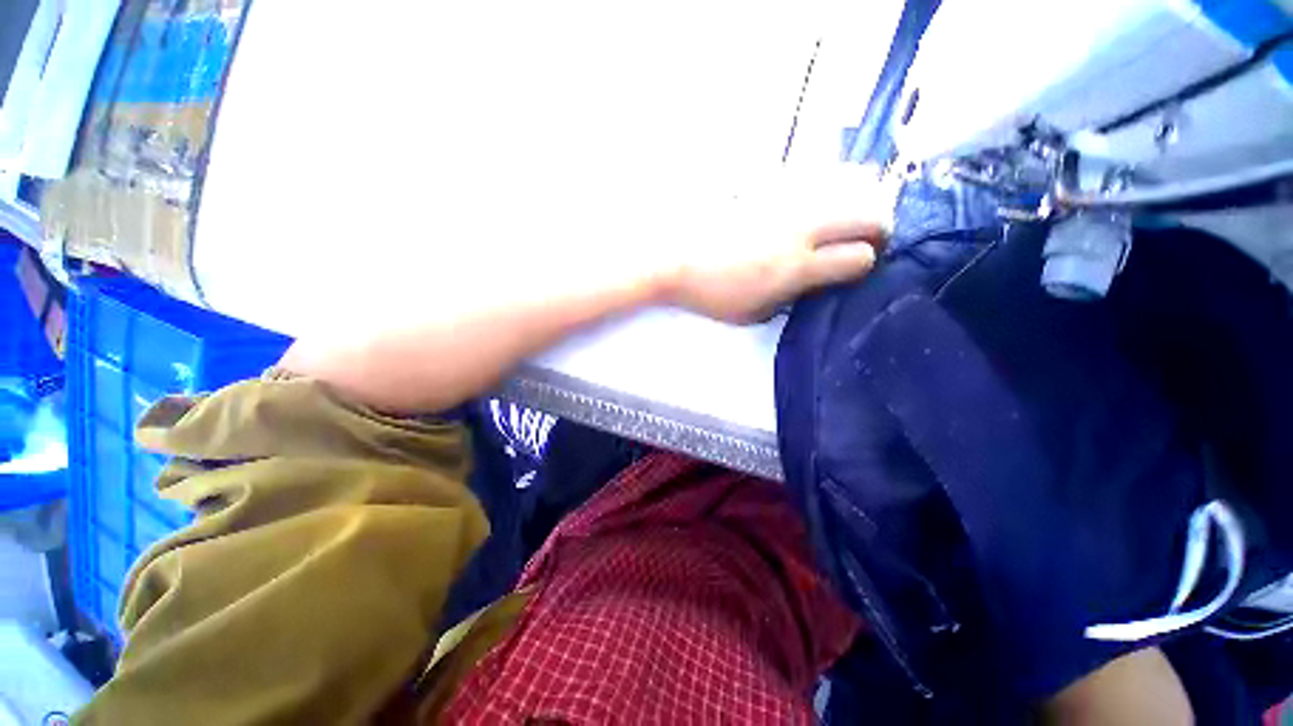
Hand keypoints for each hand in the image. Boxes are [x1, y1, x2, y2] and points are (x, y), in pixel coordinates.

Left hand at [657, 166, 894, 322]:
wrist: (674, 257)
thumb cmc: (710, 292)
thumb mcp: (752, 313)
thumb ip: (790, 298)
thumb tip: (814, 282)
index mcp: (795, 267)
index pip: (858, 258)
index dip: (866, 263)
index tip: (857, 267)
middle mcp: (800, 228)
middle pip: (867, 214)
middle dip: (879, 228)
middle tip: (869, 239)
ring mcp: (786, 200)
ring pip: (848, 184)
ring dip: (857, 201)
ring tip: (847, 216)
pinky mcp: (768, 182)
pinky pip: (813, 175)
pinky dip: (827, 187)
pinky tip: (814, 199)